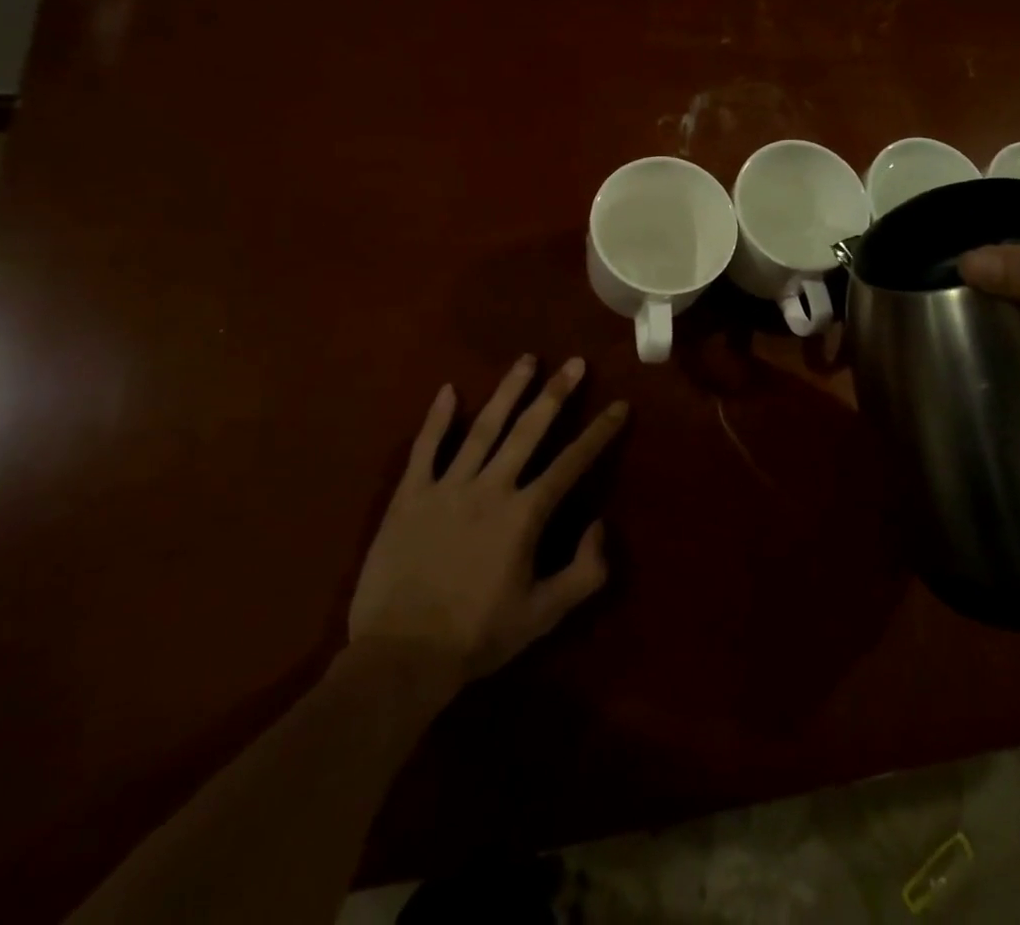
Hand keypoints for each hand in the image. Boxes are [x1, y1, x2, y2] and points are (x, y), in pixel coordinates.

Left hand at [347, 354, 627, 683]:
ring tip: (526, 360)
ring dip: (508, 392)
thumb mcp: (545, 615)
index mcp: (525, 514)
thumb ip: (585, 571)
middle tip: (574, 362)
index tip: (619, 404)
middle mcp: (490, 488)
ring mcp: (447, 487)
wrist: (400, 659)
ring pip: (483, 428)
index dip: (600, 432)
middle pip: (529, 430)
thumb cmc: (477, 637)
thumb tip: (600, 524)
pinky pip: (424, 449)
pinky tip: (449, 390)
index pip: (571, 462)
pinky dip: (436, 419)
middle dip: (556, 394)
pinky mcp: (409, 496)